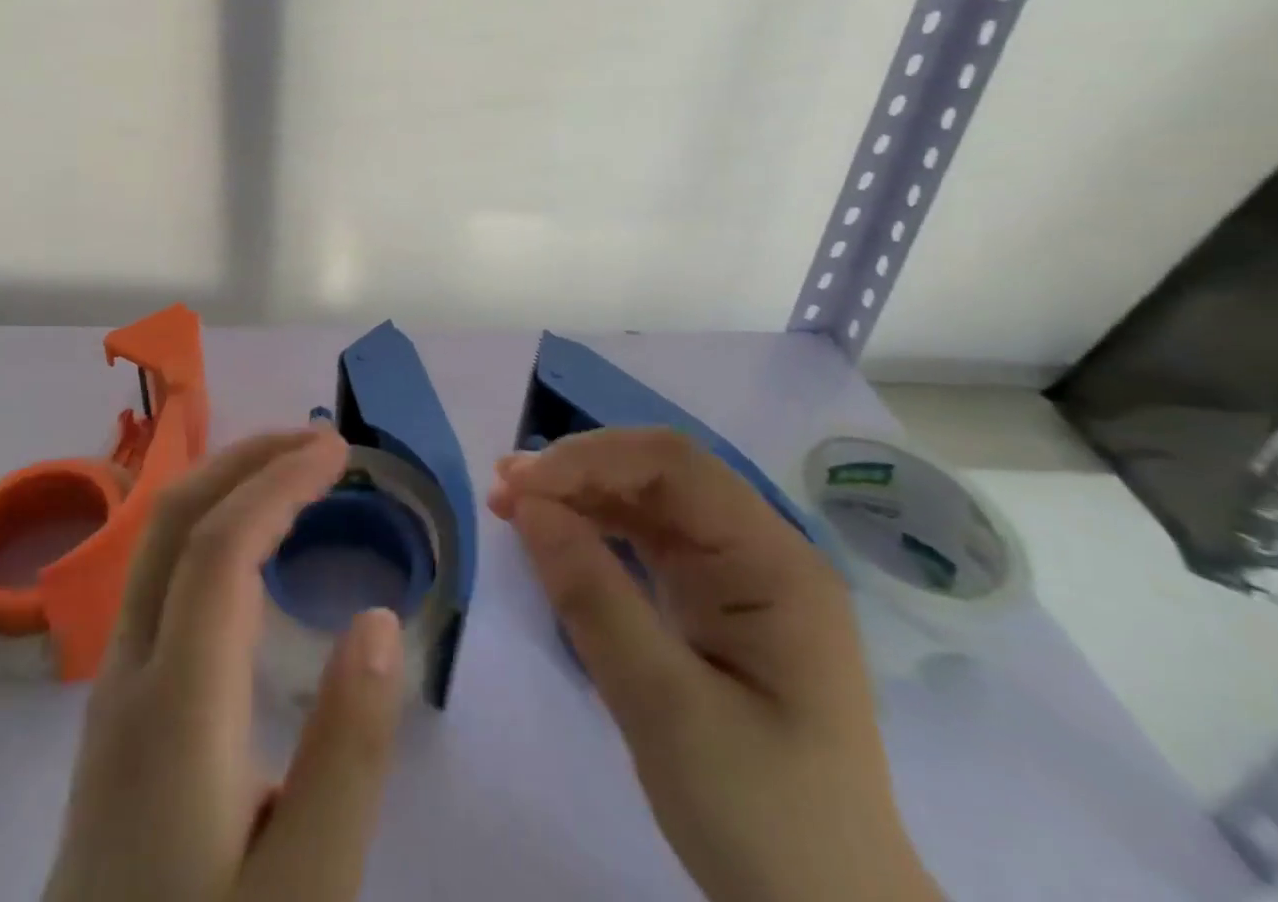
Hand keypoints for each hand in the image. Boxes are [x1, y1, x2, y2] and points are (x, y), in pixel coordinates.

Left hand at [44, 428, 406, 901]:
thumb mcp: (305, 892)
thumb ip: (346, 755)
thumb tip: (378, 618)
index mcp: (175, 707)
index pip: (222, 547)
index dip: (280, 481)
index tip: (338, 451)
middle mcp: (129, 673)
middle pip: (173, 522)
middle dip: (245, 459)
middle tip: (317, 441)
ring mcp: (113, 689)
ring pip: (157, 545)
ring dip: (225, 486)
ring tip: (292, 474)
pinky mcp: (116, 711)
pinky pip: (158, 579)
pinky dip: (210, 529)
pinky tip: (250, 554)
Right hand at [490, 430, 939, 901]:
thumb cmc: (762, 819)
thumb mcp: (667, 711)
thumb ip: (594, 600)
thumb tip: (527, 505)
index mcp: (773, 562)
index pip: (674, 466)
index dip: (592, 459)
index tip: (521, 486)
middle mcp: (760, 551)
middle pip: (660, 475)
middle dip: (581, 471)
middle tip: (504, 489)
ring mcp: (738, 577)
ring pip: (649, 503)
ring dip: (581, 495)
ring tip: (513, 503)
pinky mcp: (714, 604)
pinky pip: (647, 543)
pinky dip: (596, 531)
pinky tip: (556, 536)